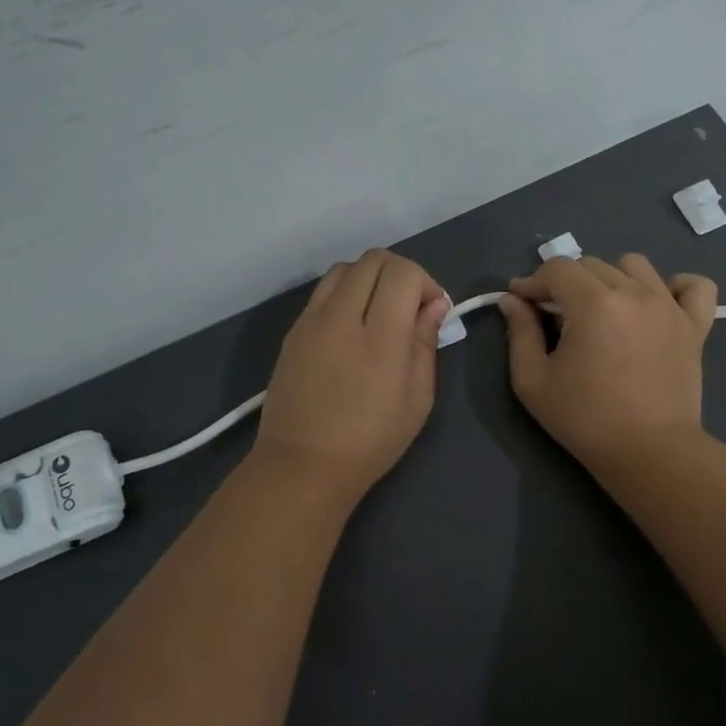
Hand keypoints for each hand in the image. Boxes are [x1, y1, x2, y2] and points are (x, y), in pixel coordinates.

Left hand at [252, 249, 450, 506]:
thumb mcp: (417, 400)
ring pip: (345, 268)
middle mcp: (341, 317)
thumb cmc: (370, 441)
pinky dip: (345, 294)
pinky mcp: (293, 331)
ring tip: (379, 313)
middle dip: (401, 273)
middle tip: (410, 307)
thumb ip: (425, 344)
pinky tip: (352, 328)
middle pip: (373, 260)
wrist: (302, 464)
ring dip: (370, 278)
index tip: (432, 311)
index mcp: (379, 337)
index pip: (403, 273)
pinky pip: (323, 292)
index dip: (426, 282)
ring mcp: (311, 321)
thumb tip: (432, 305)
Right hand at [497, 254, 716, 469]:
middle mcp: (634, 292)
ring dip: (612, 279)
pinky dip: (675, 287)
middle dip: (566, 282)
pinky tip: (656, 304)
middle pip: (592, 264)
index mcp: (593, 303)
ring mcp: (669, 307)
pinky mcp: (695, 326)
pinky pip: (694, 286)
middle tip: (556, 315)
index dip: (533, 281)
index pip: (557, 269)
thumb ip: (519, 333)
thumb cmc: (585, 419)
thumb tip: (512, 300)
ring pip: (635, 266)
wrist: (649, 452)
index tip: (521, 301)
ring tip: (603, 310)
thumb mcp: (533, 381)